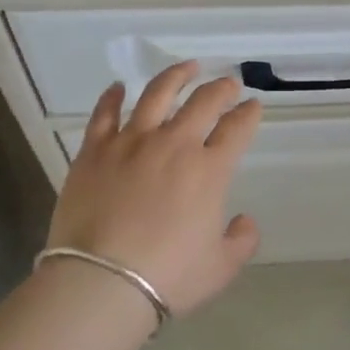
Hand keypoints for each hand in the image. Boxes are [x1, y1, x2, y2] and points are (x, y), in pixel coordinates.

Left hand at [47, 63, 262, 315]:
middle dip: (221, 88)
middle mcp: (174, 144)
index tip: (253, 105)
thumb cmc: (168, 277)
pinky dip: (113, 96)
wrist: (101, 282)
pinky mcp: (95, 150)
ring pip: (157, 93)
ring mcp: (132, 142)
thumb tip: (243, 220)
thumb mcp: (220, 268)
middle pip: (203, 102)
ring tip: (187, 67)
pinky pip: (104, 113)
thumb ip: (241, 240)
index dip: (249, 114)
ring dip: (176, 76)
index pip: (236, 129)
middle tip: (228, 83)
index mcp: (209, 170)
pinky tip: (118, 87)